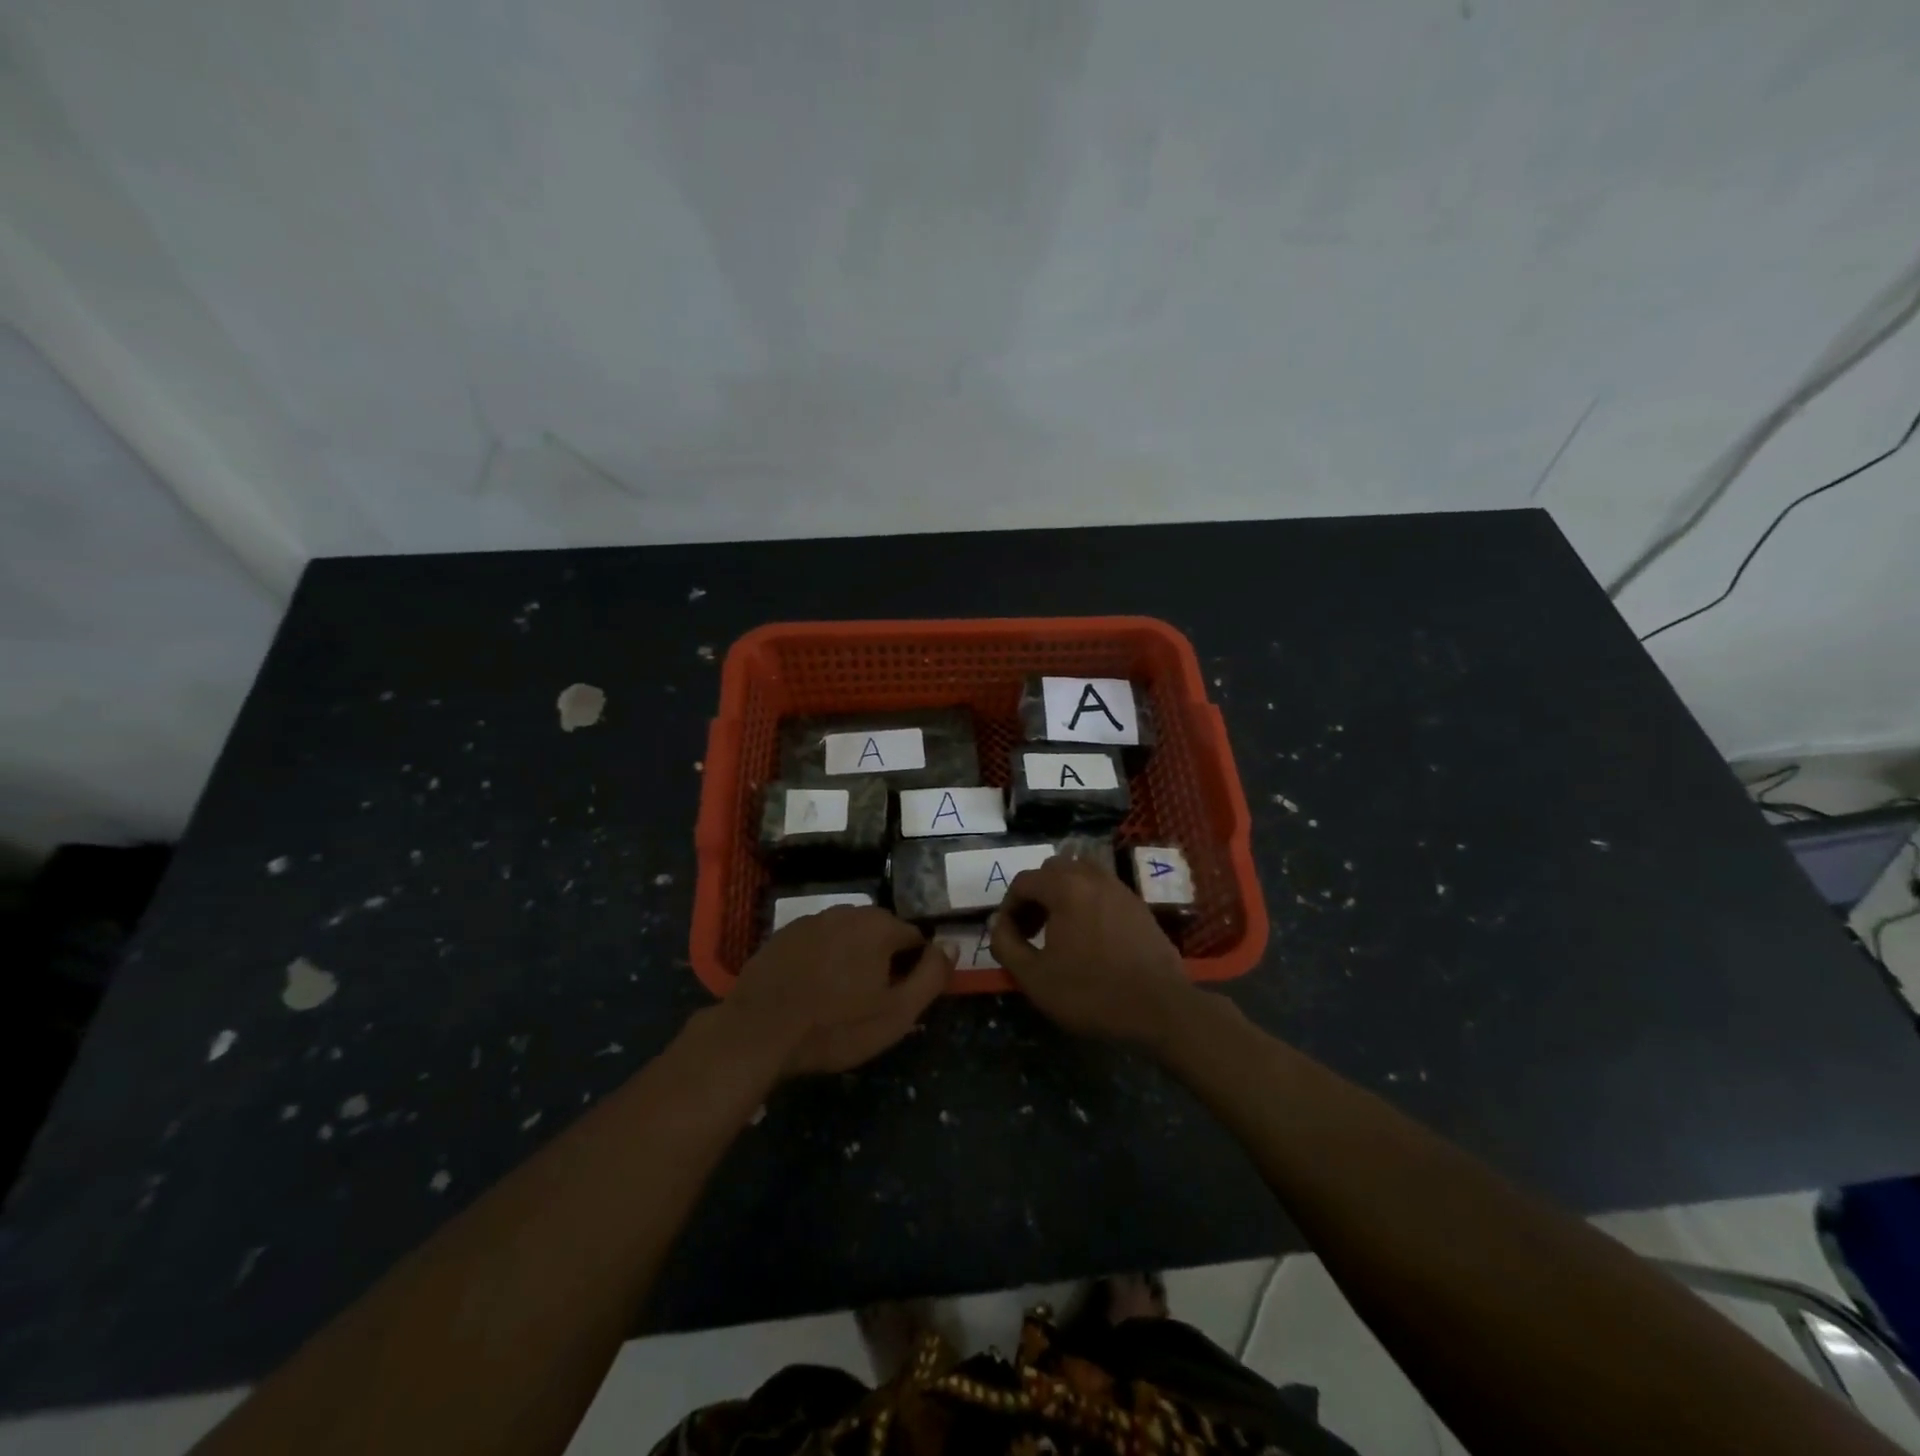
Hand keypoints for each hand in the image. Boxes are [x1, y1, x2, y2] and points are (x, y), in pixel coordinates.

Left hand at [720, 906, 952, 1076]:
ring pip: (848, 937)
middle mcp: (848, 911)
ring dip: (852, 959)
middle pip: (881, 934)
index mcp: (880, 926)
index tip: (902, 998)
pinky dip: (822, 960)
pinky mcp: (783, 935)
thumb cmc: (835, 1026)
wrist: (758, 1031)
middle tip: (871, 1003)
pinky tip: (811, 990)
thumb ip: (932, 976)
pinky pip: (818, 943)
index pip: (916, 939)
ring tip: (840, 999)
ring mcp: (811, 920)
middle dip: (883, 961)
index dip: (915, 969)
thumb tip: (951, 944)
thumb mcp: (897, 1013)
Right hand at [989, 856, 1198, 1047]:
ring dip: (1062, 894)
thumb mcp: (1034, 977)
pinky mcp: (1139, 905)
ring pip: (1081, 875)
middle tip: (1031, 930)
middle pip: (1053, 870)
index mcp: (1065, 887)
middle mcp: (1093, 877)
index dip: (1009, 906)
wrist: (1160, 1008)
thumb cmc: (1091, 992)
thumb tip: (998, 924)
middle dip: (1035, 895)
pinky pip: (1103, 890)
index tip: (1009, 936)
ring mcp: (1120, 889)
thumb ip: (1006, 945)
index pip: (1024, 881)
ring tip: (1059, 929)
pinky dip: (1087, 902)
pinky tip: (1089, 937)